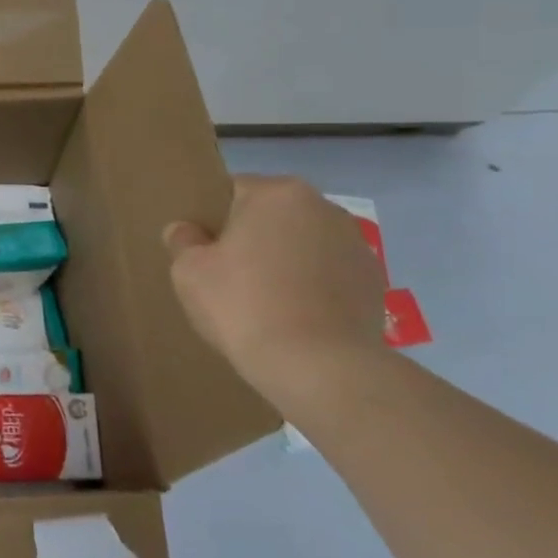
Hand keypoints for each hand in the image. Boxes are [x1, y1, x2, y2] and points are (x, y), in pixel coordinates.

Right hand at [163, 175, 384, 370]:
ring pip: (303, 244)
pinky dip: (313, 288)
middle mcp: (323, 206)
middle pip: (272, 215)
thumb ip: (183, 241)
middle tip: (230, 278)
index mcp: (277, 193)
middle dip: (253, 238)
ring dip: (286, 262)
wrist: (319, 367)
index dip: (214, 219)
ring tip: (267, 303)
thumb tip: (186, 230)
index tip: (205, 252)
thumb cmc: (245, 306)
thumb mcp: (189, 272)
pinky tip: (297, 318)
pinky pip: (329, 274)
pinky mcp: (375, 281)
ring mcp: (356, 244)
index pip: (233, 190)